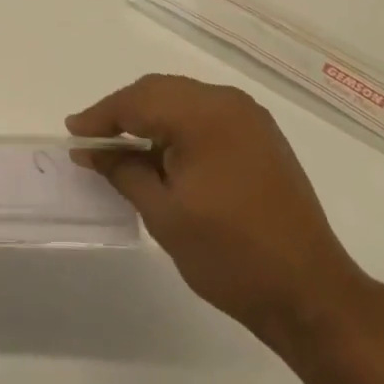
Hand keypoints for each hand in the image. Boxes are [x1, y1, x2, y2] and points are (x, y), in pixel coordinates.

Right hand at [67, 74, 377, 349]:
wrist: (310, 293)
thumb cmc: (230, 255)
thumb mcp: (164, 214)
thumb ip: (124, 171)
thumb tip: (91, 151)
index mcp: (203, 114)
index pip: (138, 101)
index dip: (101, 116)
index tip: (73, 132)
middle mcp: (228, 102)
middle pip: (161, 91)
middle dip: (124, 111)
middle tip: (93, 139)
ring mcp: (249, 117)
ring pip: (184, 99)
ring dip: (151, 117)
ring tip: (123, 146)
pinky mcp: (262, 135)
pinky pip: (207, 114)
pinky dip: (179, 125)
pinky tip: (164, 152)